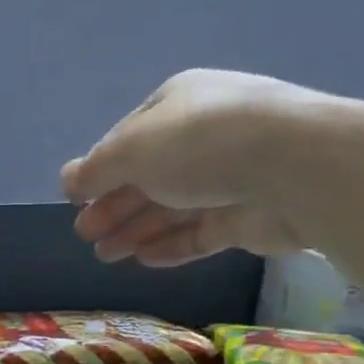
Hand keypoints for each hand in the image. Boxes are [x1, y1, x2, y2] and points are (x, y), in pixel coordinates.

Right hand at [62, 69, 363, 266]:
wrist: (296, 167)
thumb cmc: (202, 144)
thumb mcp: (134, 149)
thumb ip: (96, 169)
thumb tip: (67, 180)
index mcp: (178, 104)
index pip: (128, 139)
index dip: (99, 170)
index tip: (75, 201)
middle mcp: (204, 136)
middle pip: (149, 175)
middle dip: (114, 206)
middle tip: (85, 234)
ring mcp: (231, 177)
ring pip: (173, 207)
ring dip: (136, 230)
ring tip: (106, 255)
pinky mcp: (250, 215)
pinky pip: (202, 232)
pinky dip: (172, 245)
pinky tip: (143, 260)